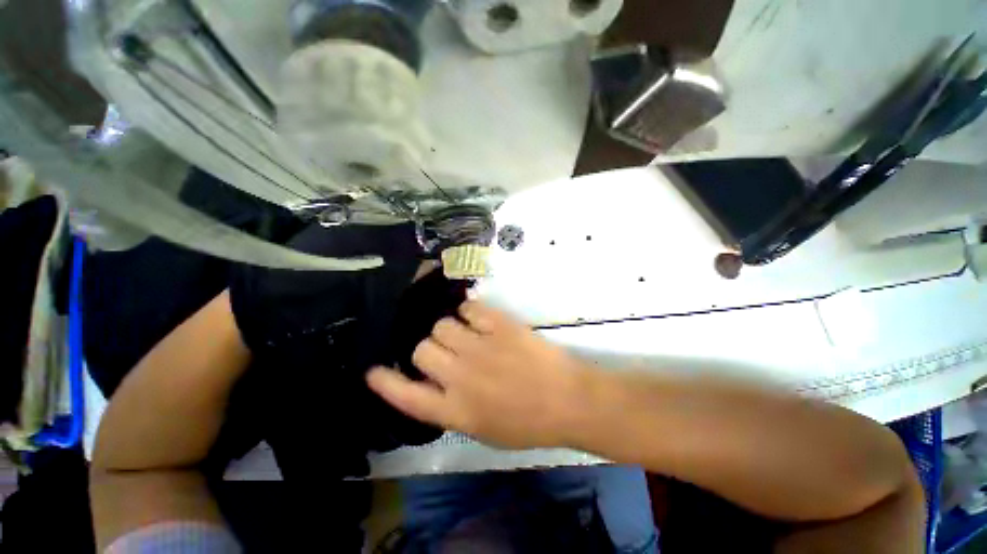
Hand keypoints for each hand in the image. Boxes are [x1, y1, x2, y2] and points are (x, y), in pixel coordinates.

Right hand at [367, 301, 592, 448]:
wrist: (568, 400)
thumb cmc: (529, 423)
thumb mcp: (484, 429)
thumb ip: (453, 406)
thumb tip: (435, 381)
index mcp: (456, 410)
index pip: (407, 395)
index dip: (387, 382)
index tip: (374, 370)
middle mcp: (461, 377)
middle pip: (422, 348)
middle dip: (431, 348)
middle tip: (450, 351)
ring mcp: (480, 347)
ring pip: (443, 324)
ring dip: (451, 329)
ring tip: (469, 334)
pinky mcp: (499, 326)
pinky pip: (470, 308)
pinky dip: (471, 312)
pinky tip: (482, 320)